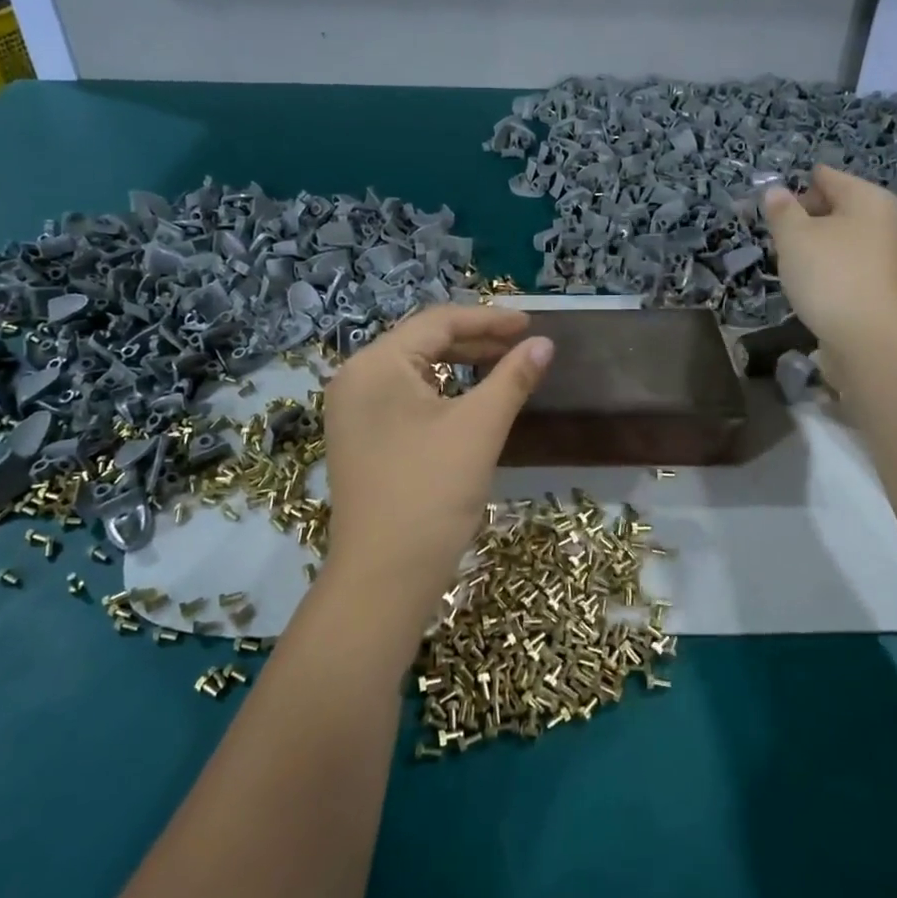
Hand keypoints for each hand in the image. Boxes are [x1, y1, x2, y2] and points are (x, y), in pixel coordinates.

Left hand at [322, 305, 553, 613]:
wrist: (383, 578)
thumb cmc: (431, 493)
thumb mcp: (479, 428)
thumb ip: (512, 378)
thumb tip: (545, 344)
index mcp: (376, 364)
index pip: (438, 322)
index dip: (489, 319)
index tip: (531, 324)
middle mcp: (355, 378)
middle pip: (422, 341)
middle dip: (474, 340)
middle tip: (521, 345)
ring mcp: (351, 410)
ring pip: (413, 369)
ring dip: (458, 364)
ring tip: (501, 366)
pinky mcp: (358, 437)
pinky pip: (403, 396)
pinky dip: (439, 390)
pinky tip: (468, 399)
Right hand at [762, 165, 896, 343]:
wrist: (871, 338)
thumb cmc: (830, 275)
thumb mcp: (794, 238)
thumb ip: (782, 211)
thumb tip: (775, 191)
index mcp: (870, 199)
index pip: (831, 178)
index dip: (802, 185)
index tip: (777, 201)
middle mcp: (892, 222)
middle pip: (845, 208)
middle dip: (814, 217)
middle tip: (783, 233)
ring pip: (853, 240)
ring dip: (827, 246)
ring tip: (796, 261)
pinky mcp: (895, 290)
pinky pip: (860, 267)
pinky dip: (840, 269)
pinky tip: (820, 285)